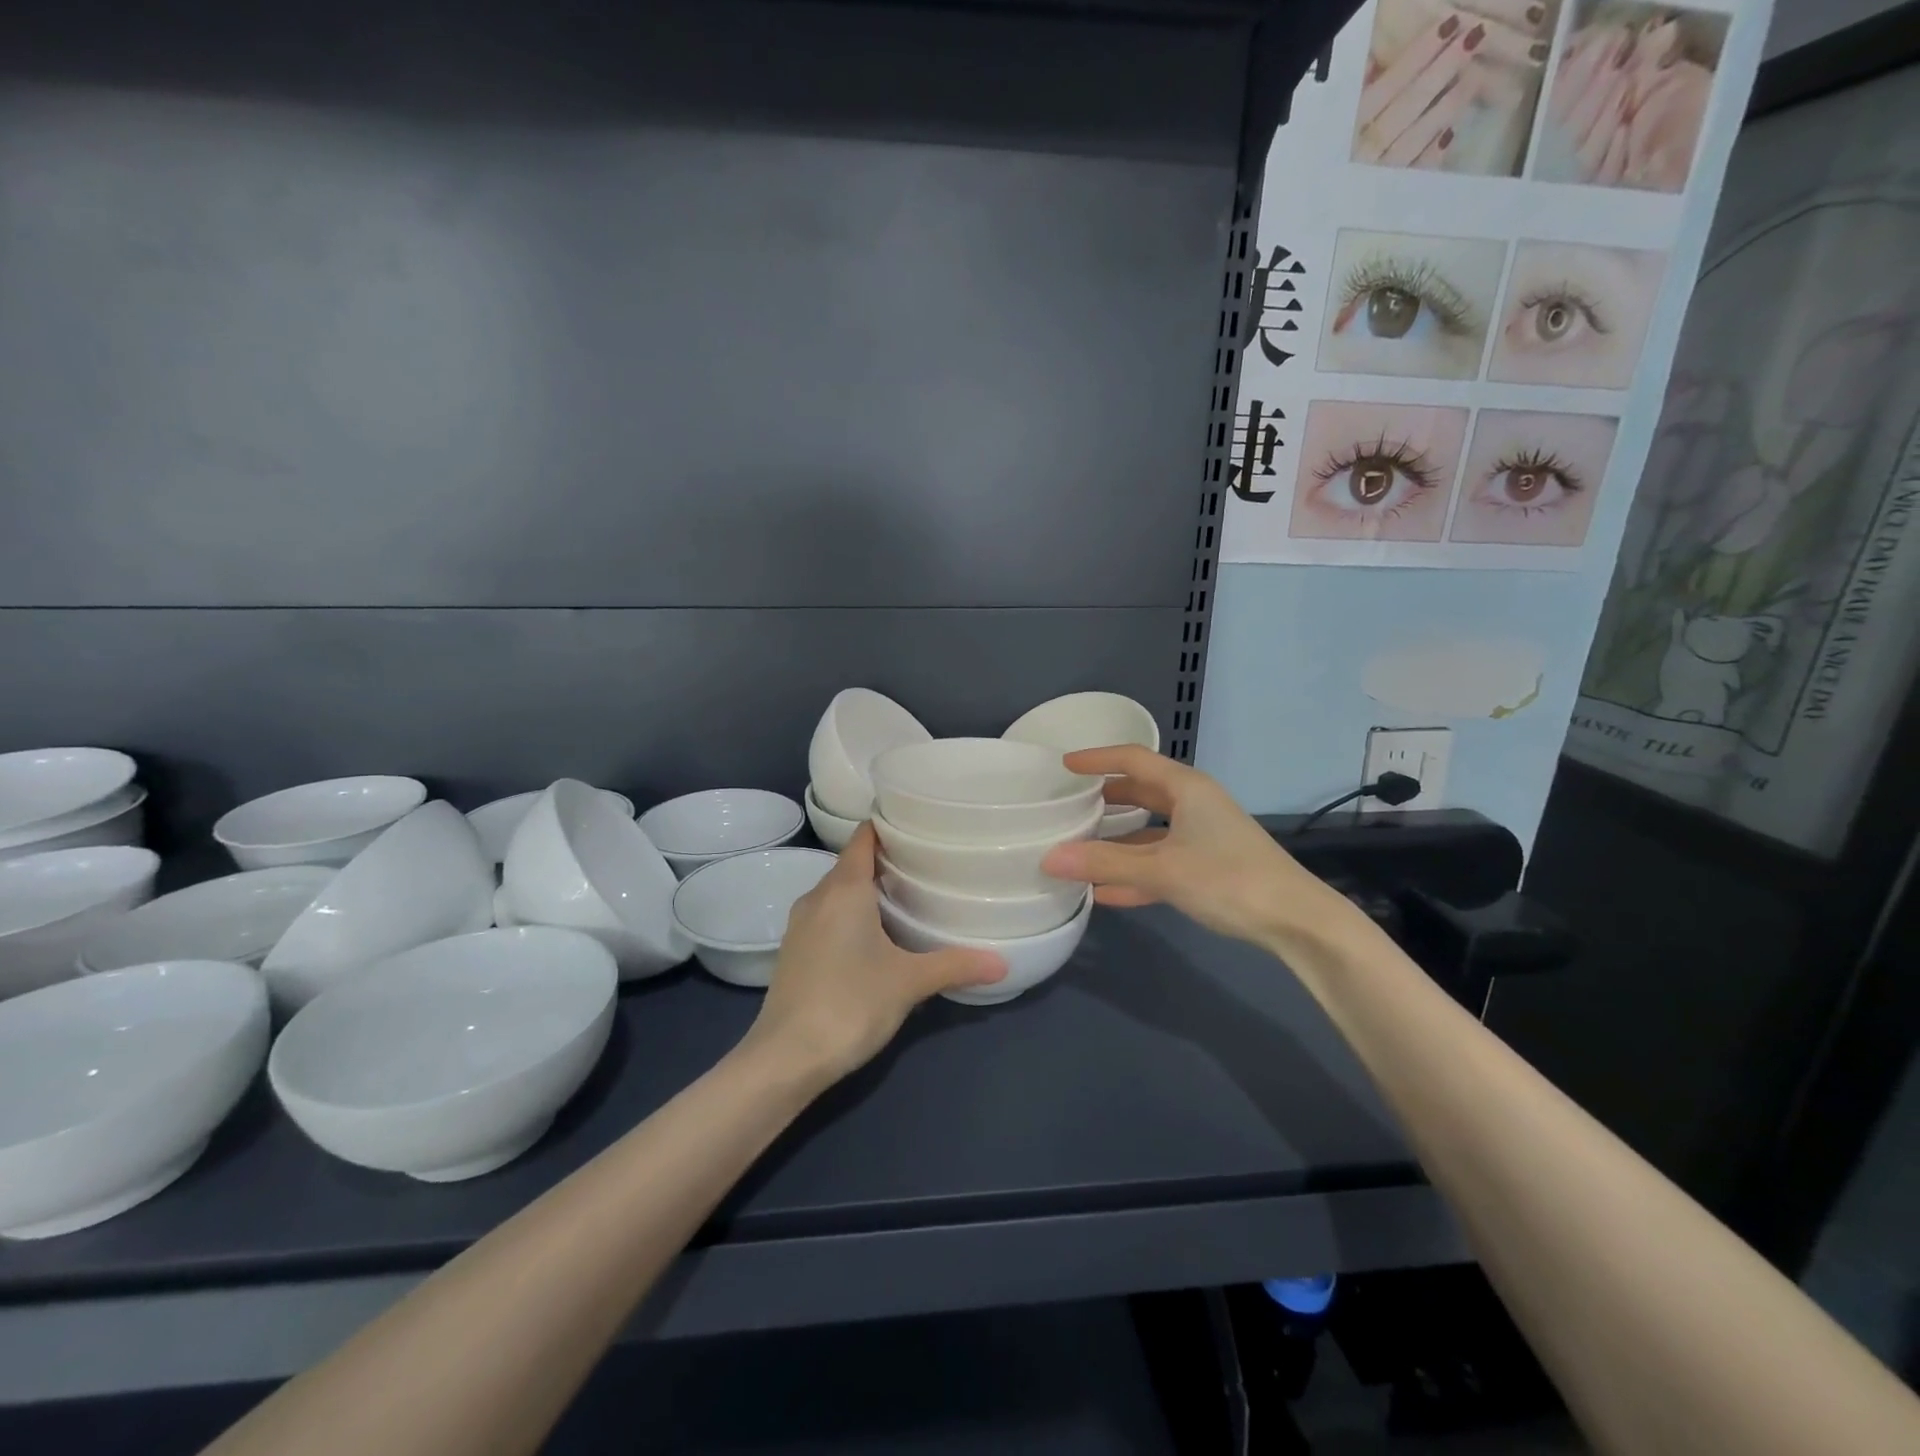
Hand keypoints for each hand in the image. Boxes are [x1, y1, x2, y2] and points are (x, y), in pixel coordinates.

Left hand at [747, 823, 1004, 1084]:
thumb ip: (955, 965)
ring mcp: (801, 924)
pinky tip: (877, 935)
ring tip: (909, 896)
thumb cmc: (850, 1004)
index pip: (864, 837)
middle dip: (887, 860)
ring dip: (868, 889)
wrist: (785, 1058)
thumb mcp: (909, 982)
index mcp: (844, 889)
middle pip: (853, 863)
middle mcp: (818, 897)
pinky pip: (828, 915)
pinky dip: (852, 913)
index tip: (921, 825)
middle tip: (928, 863)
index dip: (889, 825)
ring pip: (839, 891)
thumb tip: (1002, 962)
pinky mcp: (795, 950)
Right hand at [1040, 747, 1362, 957]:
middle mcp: (1194, 805)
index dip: (1097, 759)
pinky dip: (1134, 873)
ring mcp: (1202, 836)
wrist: (1296, 921)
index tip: (1065, 765)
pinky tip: (1105, 893)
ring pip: (1149, 830)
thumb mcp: (1162, 870)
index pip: (1133, 759)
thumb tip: (1049, 858)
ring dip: (1116, 841)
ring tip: (1078, 848)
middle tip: (1068, 804)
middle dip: (1105, 798)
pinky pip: (1160, 862)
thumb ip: (1105, 864)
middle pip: (1141, 792)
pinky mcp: (1208, 867)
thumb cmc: (1229, 879)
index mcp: (1186, 788)